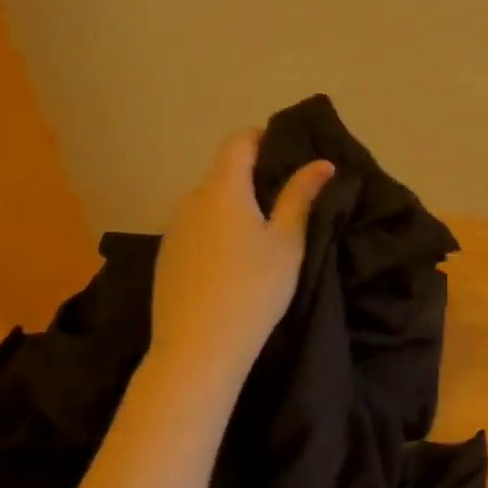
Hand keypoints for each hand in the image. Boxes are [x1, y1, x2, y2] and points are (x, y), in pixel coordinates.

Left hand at [143, 131, 334, 382]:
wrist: (197, 350)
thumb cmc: (253, 288)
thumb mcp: (287, 242)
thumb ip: (301, 197)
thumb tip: (321, 162)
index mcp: (222, 189)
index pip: (238, 142)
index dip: (262, 137)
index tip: (288, 149)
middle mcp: (192, 200)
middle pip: (223, 173)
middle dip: (253, 176)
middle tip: (287, 197)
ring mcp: (174, 230)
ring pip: (209, 203)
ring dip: (234, 206)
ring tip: (263, 232)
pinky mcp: (166, 259)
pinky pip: (196, 229)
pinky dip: (217, 230)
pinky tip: (234, 261)